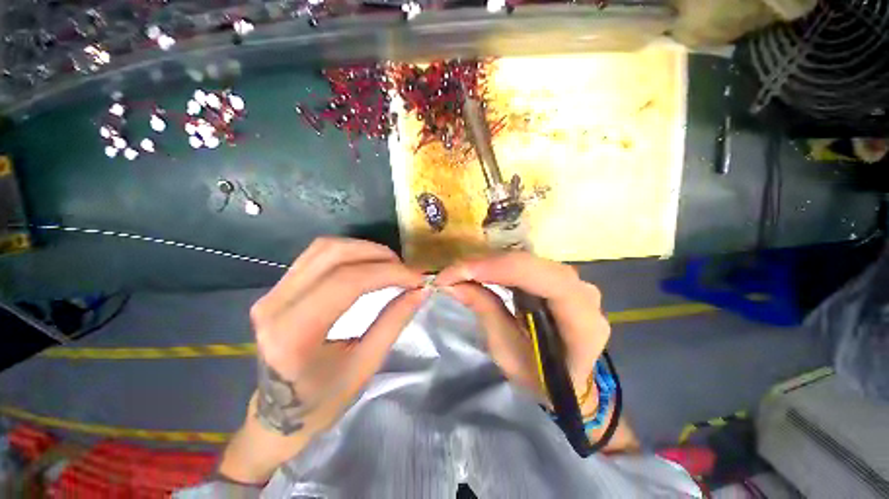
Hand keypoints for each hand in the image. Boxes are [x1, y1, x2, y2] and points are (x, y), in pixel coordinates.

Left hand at [220, 237, 426, 482]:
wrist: (277, 413)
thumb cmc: (322, 401)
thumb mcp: (365, 365)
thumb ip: (394, 321)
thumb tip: (421, 290)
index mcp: (293, 335)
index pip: (347, 282)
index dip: (388, 273)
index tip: (416, 278)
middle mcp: (275, 305)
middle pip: (333, 255)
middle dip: (377, 255)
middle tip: (404, 269)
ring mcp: (272, 293)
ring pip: (324, 248)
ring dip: (364, 250)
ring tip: (390, 265)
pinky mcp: (277, 288)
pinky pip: (317, 255)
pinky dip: (349, 253)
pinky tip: (367, 265)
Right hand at [435, 252, 609, 412]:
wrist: (566, 382)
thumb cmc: (540, 377)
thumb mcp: (508, 351)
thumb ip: (485, 311)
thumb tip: (453, 284)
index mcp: (582, 320)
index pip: (543, 279)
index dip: (499, 269)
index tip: (458, 273)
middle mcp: (582, 292)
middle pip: (531, 264)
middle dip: (487, 265)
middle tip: (452, 274)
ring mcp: (571, 282)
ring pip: (525, 260)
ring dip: (489, 264)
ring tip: (460, 273)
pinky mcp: (555, 278)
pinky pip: (523, 265)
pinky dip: (497, 267)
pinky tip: (478, 272)